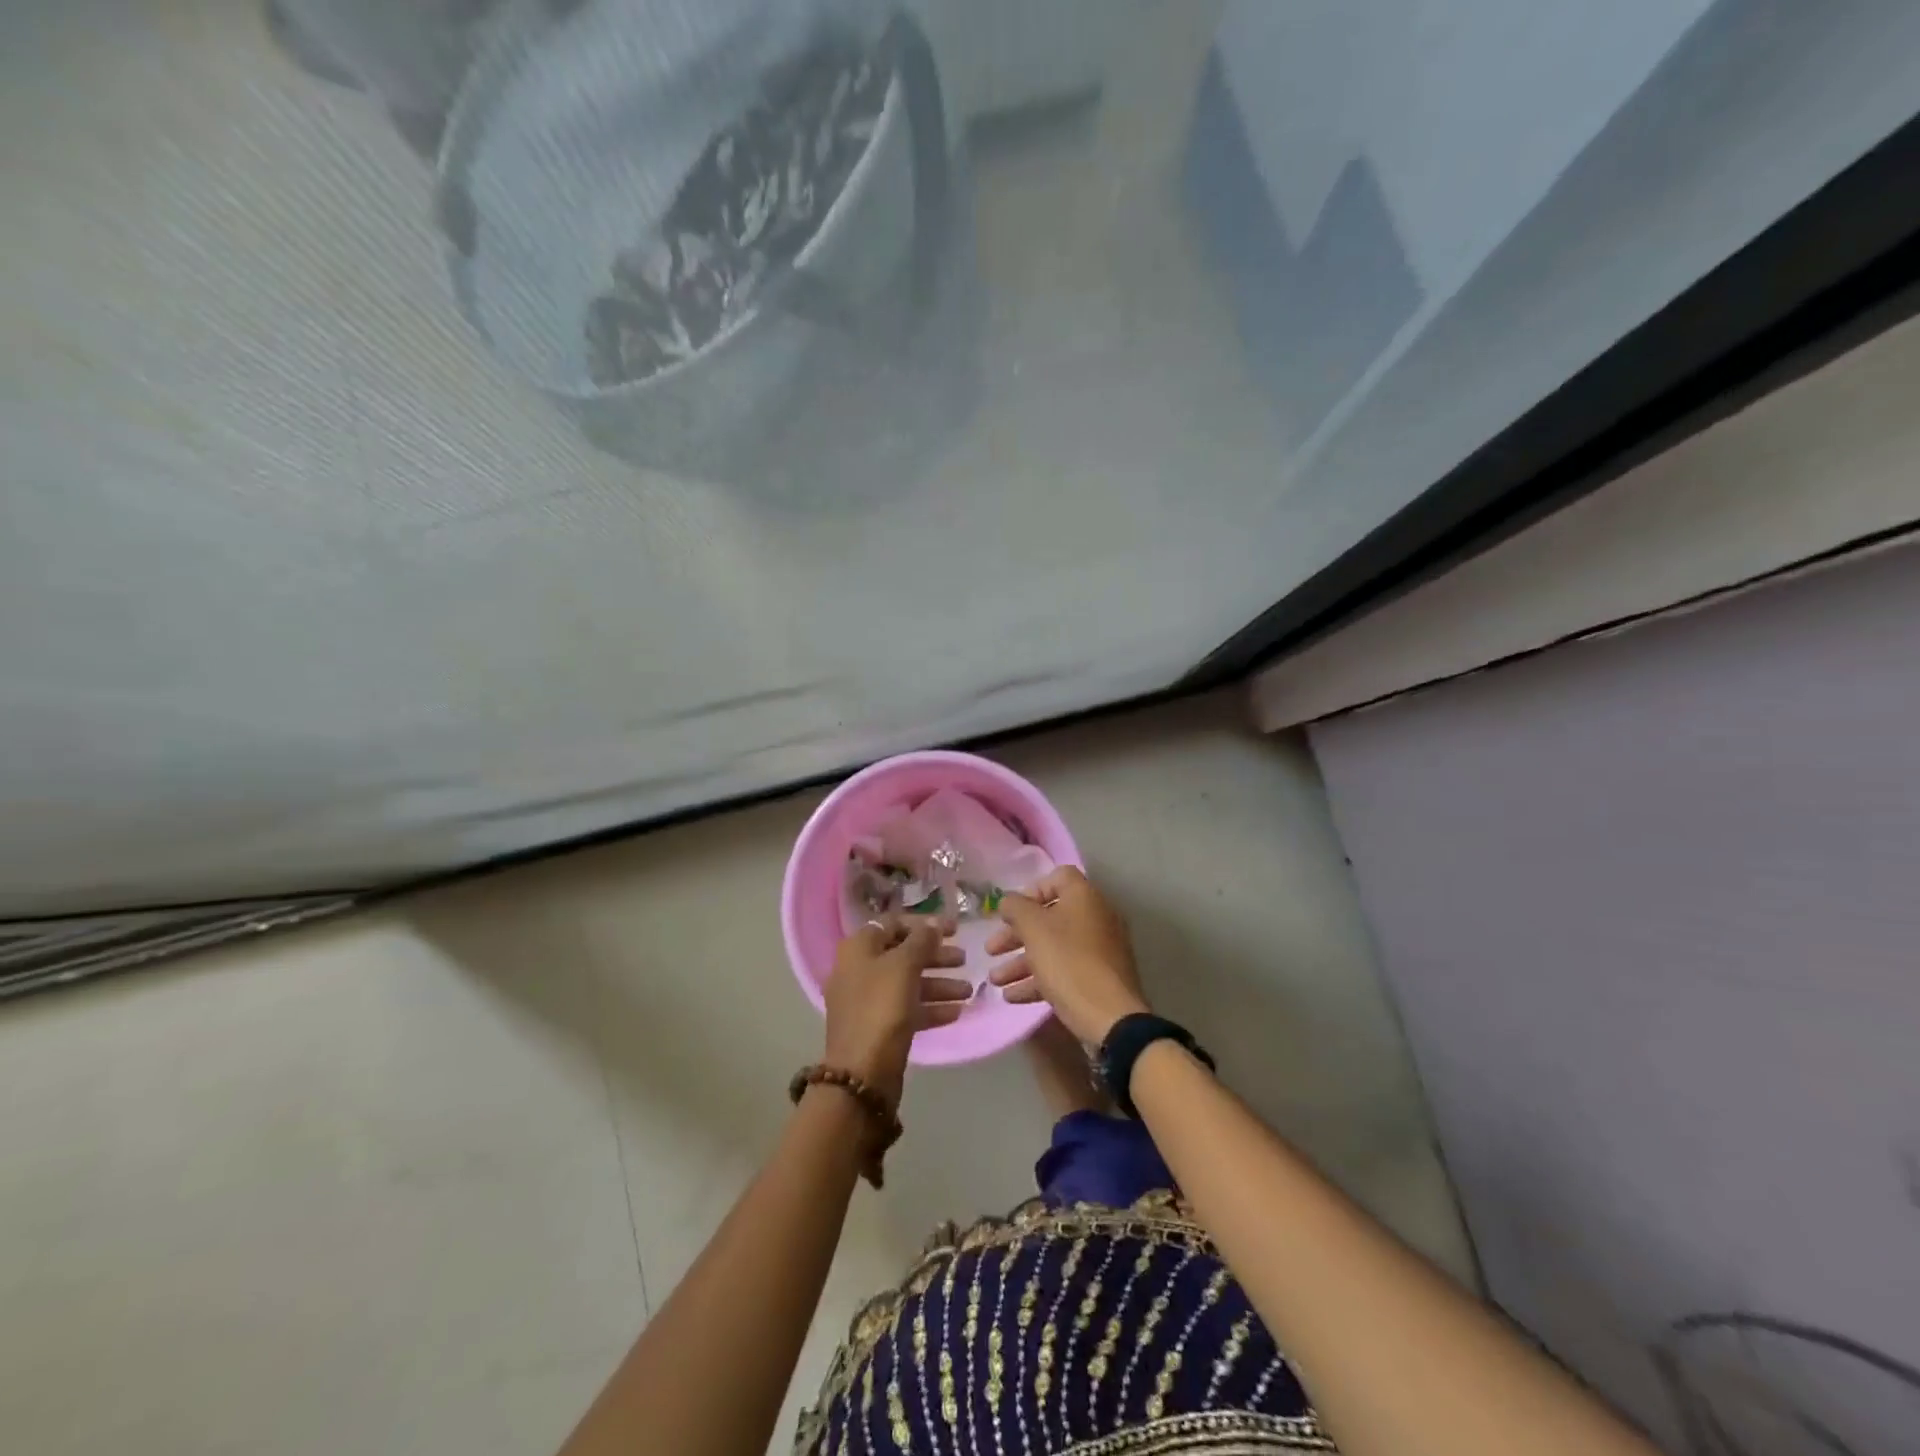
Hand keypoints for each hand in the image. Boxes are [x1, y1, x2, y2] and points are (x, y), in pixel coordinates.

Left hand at [822, 914, 971, 1102]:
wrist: (862, 1073)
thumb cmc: (881, 1008)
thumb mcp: (904, 966)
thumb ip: (921, 941)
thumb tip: (932, 925)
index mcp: (859, 948)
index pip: (893, 924)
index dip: (924, 925)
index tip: (954, 929)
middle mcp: (860, 970)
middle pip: (903, 954)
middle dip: (936, 956)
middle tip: (964, 959)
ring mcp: (868, 1001)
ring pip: (908, 983)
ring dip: (940, 984)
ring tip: (969, 991)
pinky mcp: (879, 1027)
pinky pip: (908, 1009)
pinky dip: (931, 1008)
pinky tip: (957, 1012)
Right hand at [987, 866, 1149, 1045]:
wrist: (1110, 1017)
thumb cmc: (1068, 962)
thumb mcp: (1034, 929)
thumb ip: (1016, 908)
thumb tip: (1008, 901)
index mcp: (1085, 897)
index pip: (1057, 878)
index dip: (1030, 891)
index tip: (1010, 912)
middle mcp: (1096, 918)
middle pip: (1050, 917)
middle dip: (1016, 935)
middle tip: (991, 950)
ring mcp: (1100, 950)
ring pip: (1054, 948)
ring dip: (1021, 962)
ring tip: (995, 980)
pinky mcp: (1099, 978)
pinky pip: (1064, 971)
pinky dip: (1039, 980)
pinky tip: (1013, 997)